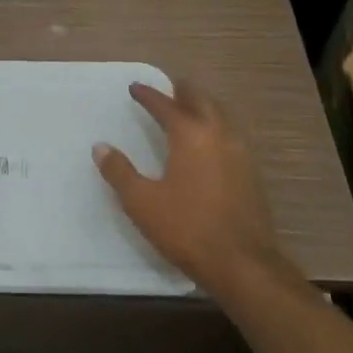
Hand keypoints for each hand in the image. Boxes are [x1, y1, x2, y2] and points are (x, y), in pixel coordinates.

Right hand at [92, 79, 293, 301]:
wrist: (243, 265)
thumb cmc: (187, 228)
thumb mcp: (141, 202)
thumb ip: (119, 172)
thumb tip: (100, 147)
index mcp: (191, 135)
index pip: (166, 106)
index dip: (148, 95)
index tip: (135, 87)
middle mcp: (219, 136)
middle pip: (202, 102)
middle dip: (183, 92)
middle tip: (169, 88)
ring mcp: (241, 154)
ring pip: (222, 117)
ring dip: (204, 108)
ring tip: (189, 110)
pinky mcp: (251, 175)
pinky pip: (232, 137)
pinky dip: (217, 128)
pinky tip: (210, 144)